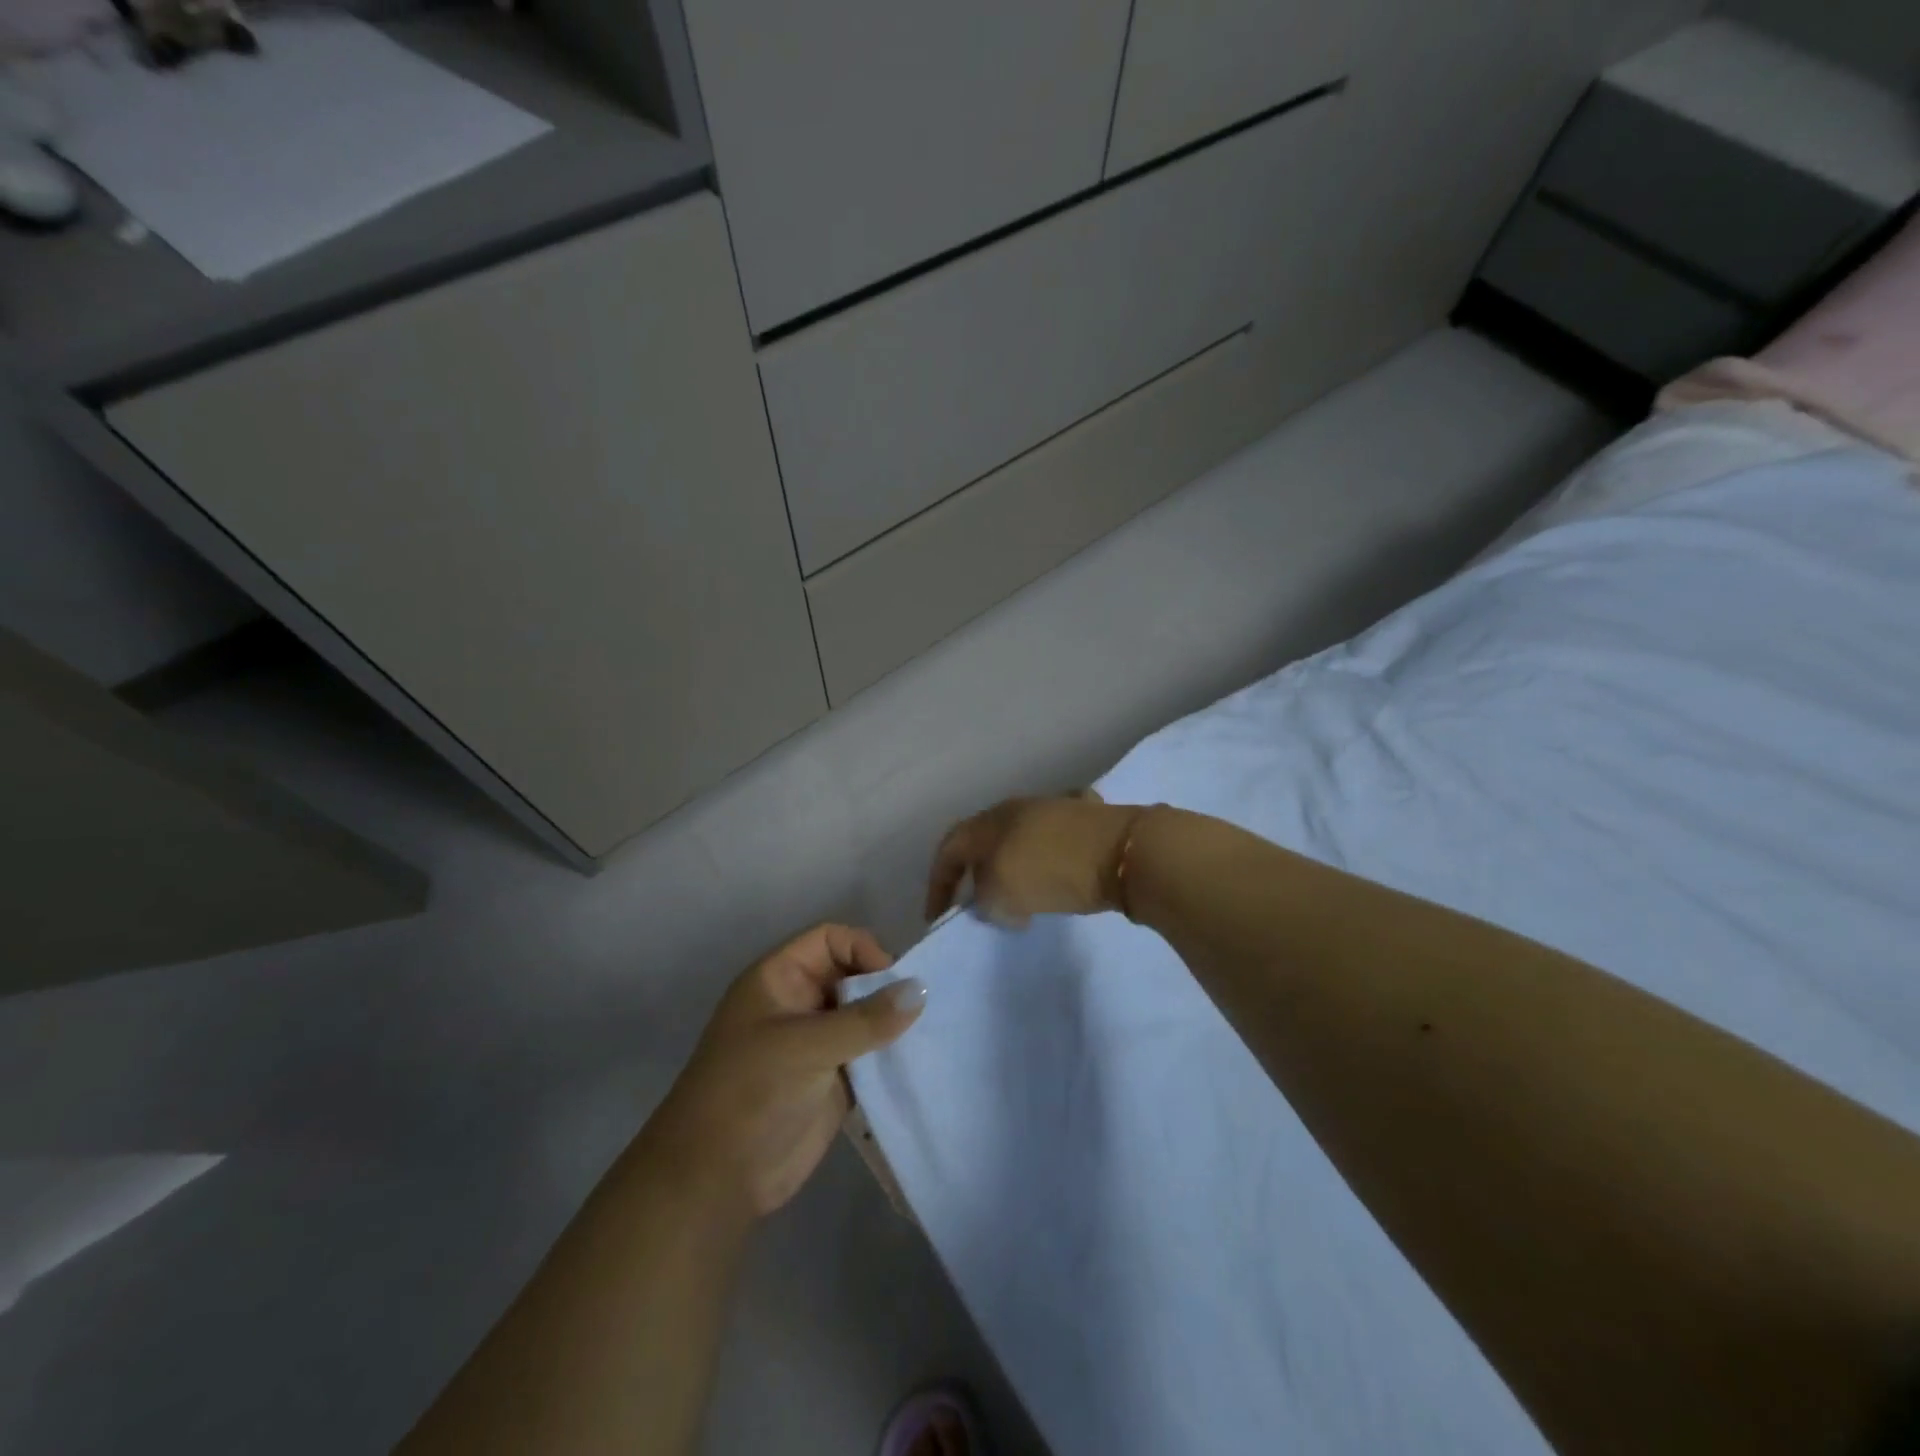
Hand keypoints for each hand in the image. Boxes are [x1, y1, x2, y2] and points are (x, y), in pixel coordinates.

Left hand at [642, 925, 925, 1218]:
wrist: (715, 1181)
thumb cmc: (749, 1093)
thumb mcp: (805, 1047)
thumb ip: (865, 1019)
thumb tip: (921, 989)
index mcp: (779, 979)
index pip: (829, 940)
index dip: (862, 949)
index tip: (893, 978)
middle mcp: (799, 1004)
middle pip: (852, 974)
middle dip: (884, 986)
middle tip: (922, 1007)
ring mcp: (816, 1043)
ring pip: (864, 1015)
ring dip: (891, 1021)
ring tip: (929, 1030)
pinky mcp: (833, 1080)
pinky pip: (869, 1053)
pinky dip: (891, 1054)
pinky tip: (918, 1059)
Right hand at [925, 795, 1142, 927]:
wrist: (1125, 852)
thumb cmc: (1053, 870)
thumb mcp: (1003, 892)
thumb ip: (984, 899)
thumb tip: (991, 901)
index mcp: (990, 820)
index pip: (949, 848)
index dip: (938, 883)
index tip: (936, 916)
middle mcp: (1017, 807)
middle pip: (982, 840)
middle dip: (973, 874)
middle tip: (974, 904)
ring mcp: (1055, 808)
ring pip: (1017, 839)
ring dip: (1009, 868)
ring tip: (1016, 899)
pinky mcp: (1088, 819)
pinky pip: (1052, 842)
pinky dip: (1044, 863)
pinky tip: (1054, 879)